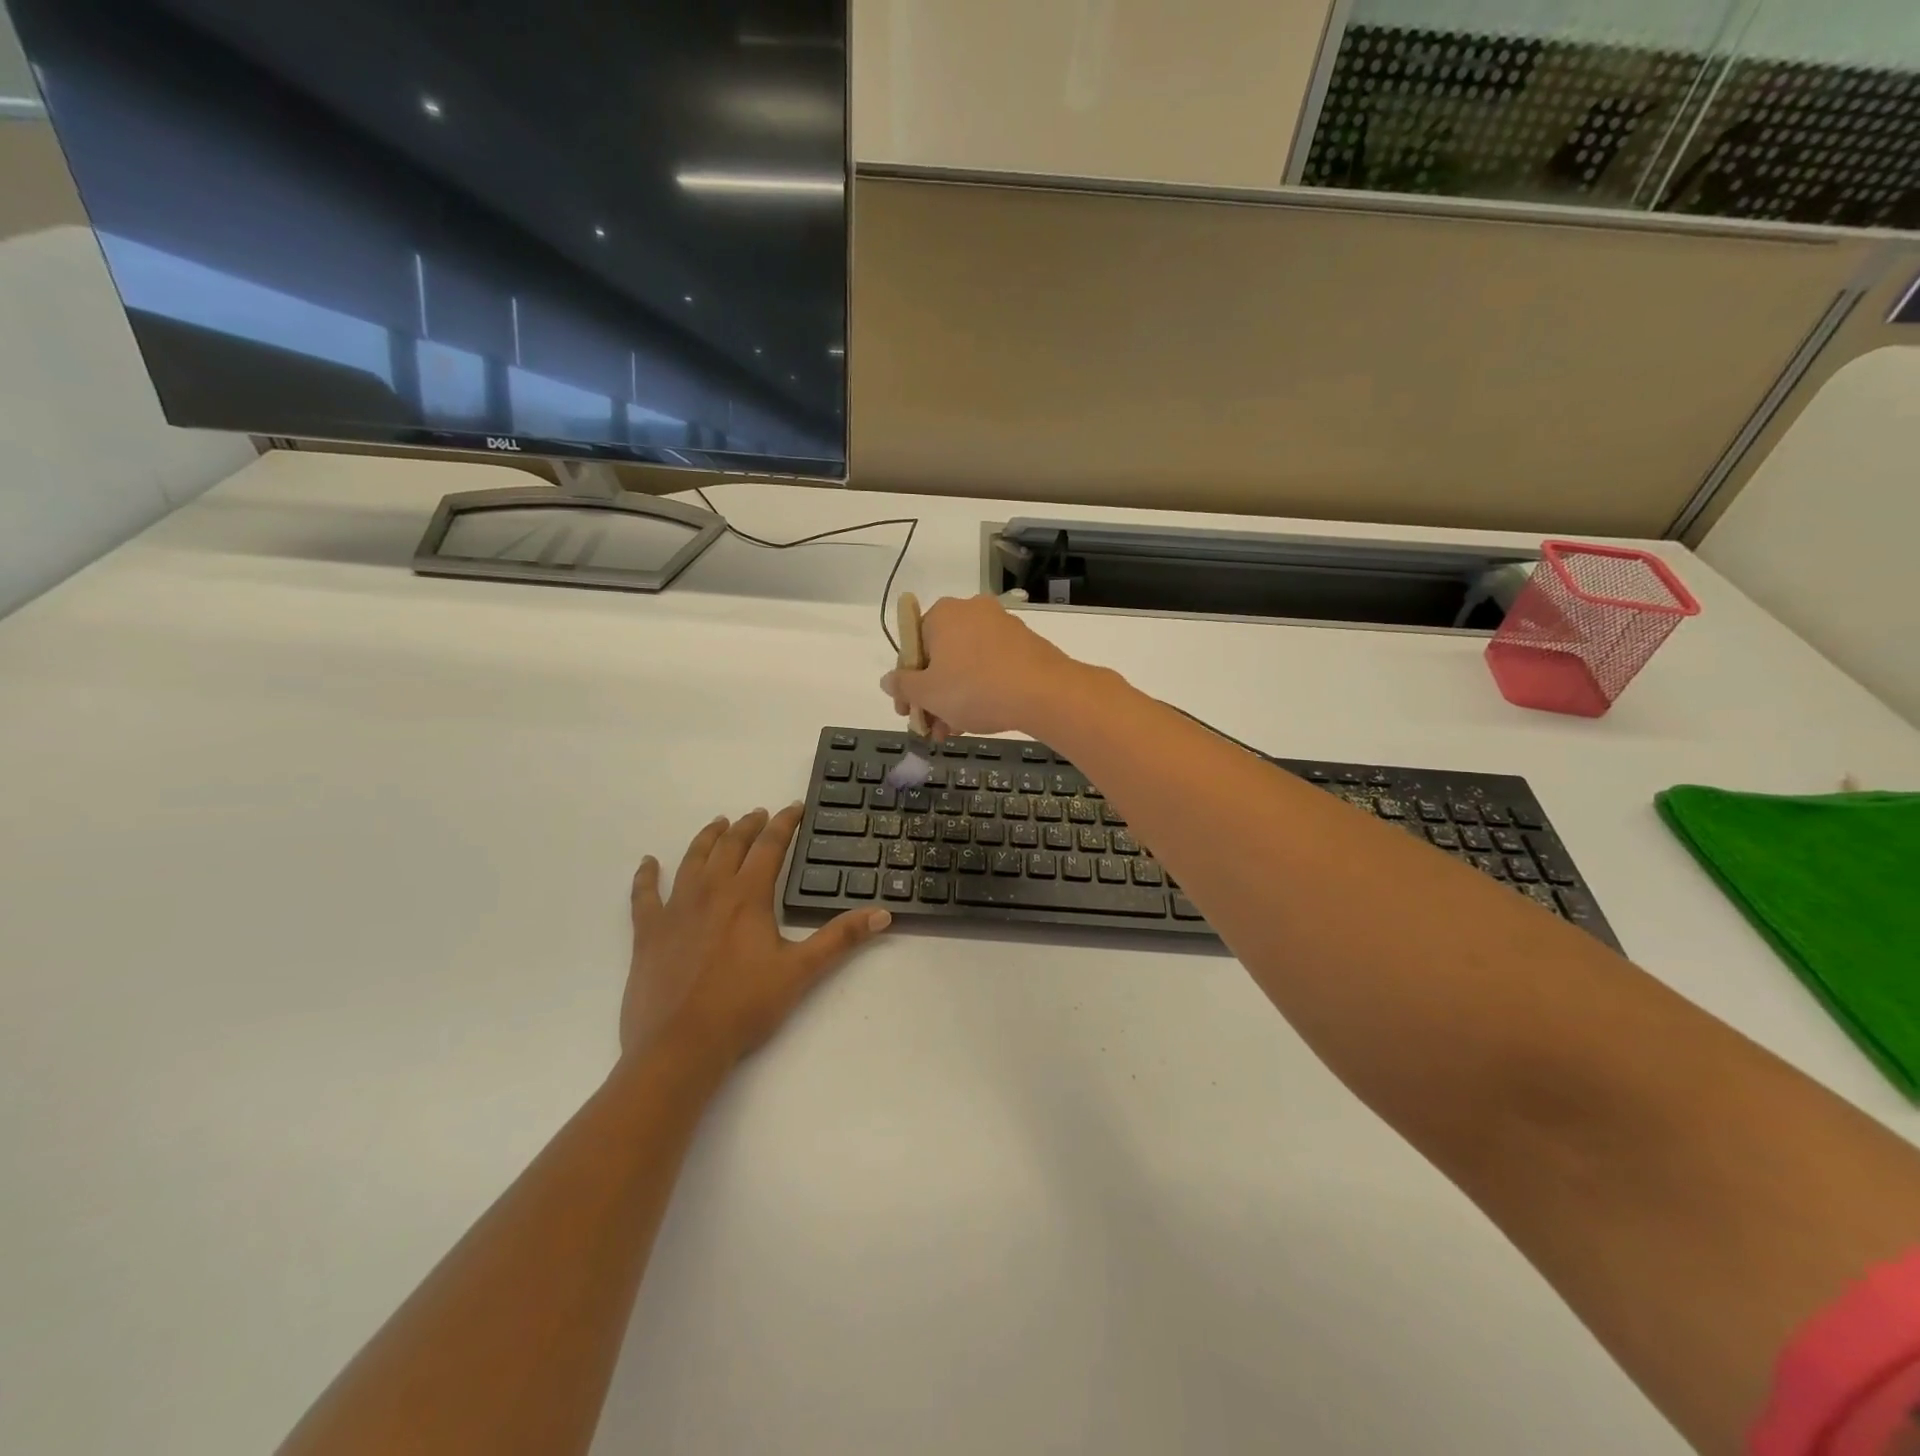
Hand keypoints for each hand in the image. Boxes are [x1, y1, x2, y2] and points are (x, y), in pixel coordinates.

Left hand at [624, 806, 889, 1071]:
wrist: (681, 1046)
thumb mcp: (801, 971)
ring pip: (692, 860)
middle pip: (730, 845)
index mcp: (748, 896)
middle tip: (759, 814)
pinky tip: (648, 863)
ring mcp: (675, 909)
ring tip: (718, 823)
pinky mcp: (648, 933)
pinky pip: (644, 895)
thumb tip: (883, 913)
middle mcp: (711, 891)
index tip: (794, 808)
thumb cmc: (745, 1006)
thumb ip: (841, 938)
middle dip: (748, 826)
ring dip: (707, 838)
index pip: (770, 847)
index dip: (785, 824)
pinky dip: (646, 876)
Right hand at [880, 594, 1078, 737]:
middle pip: (941, 657)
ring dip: (954, 698)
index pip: (912, 646)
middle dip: (932, 696)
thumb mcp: (928, 693)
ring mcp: (1002, 626)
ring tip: (954, 732)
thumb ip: (903, 686)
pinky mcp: (1025, 644)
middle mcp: (972, 611)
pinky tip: (979, 718)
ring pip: (966, 665)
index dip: (906, 683)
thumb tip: (888, 680)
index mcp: (943, 614)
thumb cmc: (975, 689)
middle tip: (932, 728)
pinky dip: (981, 690)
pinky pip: (991, 666)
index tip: (907, 712)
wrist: (1044, 693)